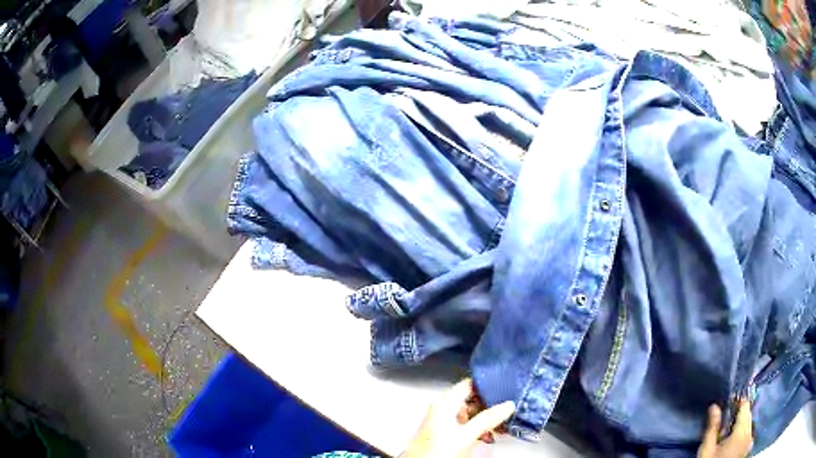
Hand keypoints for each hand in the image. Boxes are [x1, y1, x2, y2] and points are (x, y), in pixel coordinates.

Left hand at [401, 378, 514, 457]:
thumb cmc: (435, 451)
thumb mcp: (466, 434)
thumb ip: (487, 418)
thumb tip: (507, 405)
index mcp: (444, 404)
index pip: (468, 384)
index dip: (486, 384)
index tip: (503, 387)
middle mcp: (443, 411)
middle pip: (471, 401)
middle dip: (490, 407)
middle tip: (506, 411)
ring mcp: (444, 424)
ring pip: (471, 415)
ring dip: (487, 421)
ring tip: (500, 427)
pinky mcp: (447, 436)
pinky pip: (467, 427)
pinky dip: (480, 430)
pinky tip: (488, 438)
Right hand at [698, 399, 752, 457]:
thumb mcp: (707, 450)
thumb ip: (712, 428)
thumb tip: (714, 406)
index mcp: (742, 431)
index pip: (745, 405)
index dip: (737, 401)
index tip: (728, 403)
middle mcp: (750, 433)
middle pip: (748, 415)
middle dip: (739, 414)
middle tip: (725, 422)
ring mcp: (750, 442)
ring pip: (749, 425)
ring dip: (741, 425)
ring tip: (727, 434)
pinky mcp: (747, 450)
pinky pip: (748, 435)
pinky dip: (742, 434)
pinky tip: (732, 443)